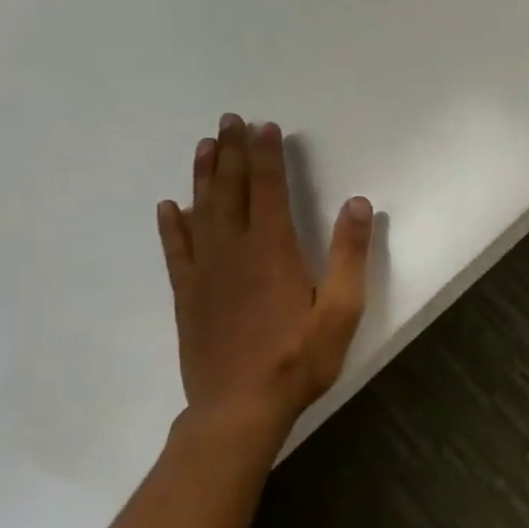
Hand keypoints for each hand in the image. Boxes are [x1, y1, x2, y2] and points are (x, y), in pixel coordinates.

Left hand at [156, 114, 372, 430]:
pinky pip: (177, 251)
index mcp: (274, 249)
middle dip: (231, 152)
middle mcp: (234, 250)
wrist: (238, 407)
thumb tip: (357, 203)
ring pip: (201, 211)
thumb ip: (349, 254)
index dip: (266, 155)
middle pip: (231, 190)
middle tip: (228, 120)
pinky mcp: (188, 296)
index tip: (264, 126)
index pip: (270, 189)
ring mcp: (206, 272)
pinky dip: (173, 226)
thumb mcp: (341, 309)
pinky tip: (170, 207)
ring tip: (203, 146)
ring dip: (203, 176)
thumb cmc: (299, 358)